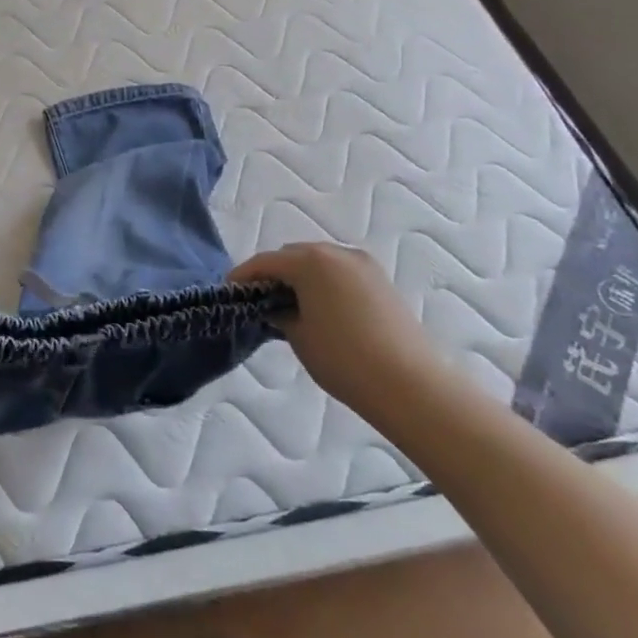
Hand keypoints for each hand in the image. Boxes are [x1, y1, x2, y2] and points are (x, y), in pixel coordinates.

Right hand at [230, 242, 442, 415]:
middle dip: (272, 273)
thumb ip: (279, 313)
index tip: (228, 292)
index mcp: (310, 261)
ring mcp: (363, 264)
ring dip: (300, 276)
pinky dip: (323, 282)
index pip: (265, 262)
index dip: (242, 276)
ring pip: (318, 261)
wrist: (410, 384)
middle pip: (292, 255)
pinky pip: (340, 272)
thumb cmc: (343, 358)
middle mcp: (336, 252)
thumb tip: (275, 307)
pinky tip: (319, 307)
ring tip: (289, 304)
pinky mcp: (381, 280)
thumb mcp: (298, 336)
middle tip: (258, 299)